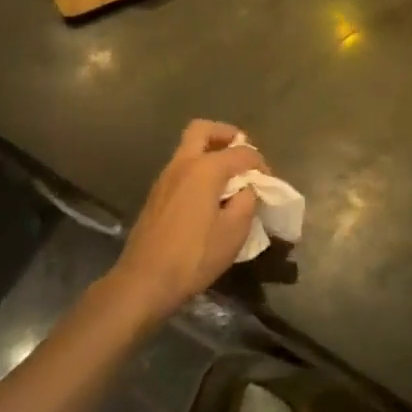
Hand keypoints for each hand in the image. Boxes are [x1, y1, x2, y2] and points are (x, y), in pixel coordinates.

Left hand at [107, 120, 262, 325]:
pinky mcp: (156, 194)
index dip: (259, 163)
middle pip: (203, 130)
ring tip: (228, 178)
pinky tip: (208, 196)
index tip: (268, 182)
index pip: (241, 152)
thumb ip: (247, 202)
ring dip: (210, 152)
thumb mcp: (233, 233)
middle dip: (226, 135)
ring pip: (189, 147)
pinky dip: (198, 169)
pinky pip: (181, 167)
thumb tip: (246, 189)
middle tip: (241, 153)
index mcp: (205, 168)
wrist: (143, 281)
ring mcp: (165, 177)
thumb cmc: (193, 257)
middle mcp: (183, 163)